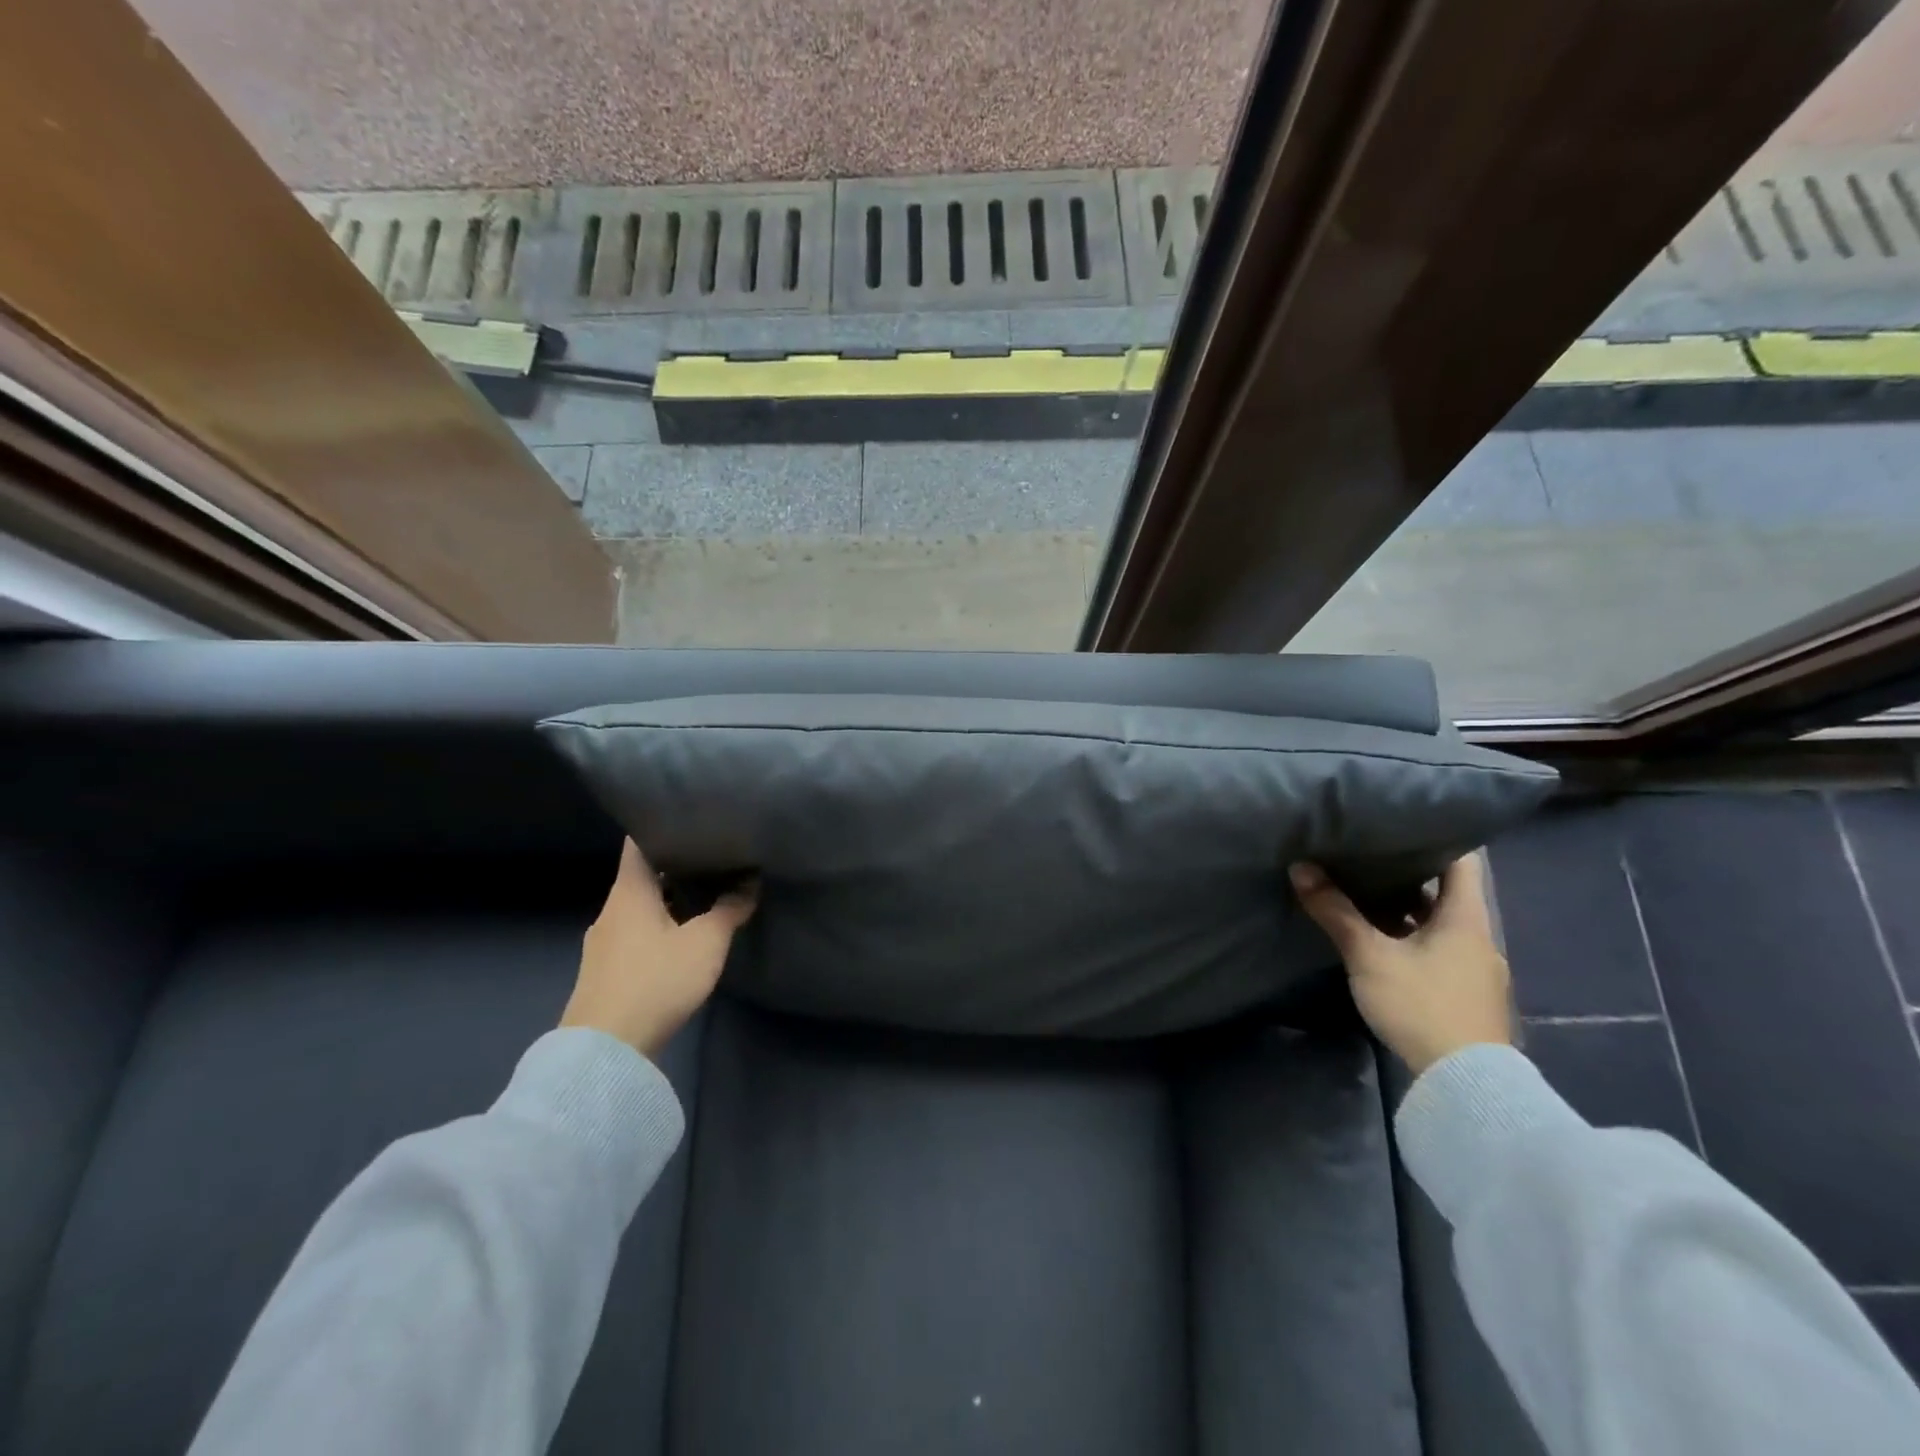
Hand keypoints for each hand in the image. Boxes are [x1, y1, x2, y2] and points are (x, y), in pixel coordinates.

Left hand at [561, 839, 757, 1057]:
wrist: (605, 1049)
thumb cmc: (656, 980)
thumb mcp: (706, 943)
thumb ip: (730, 910)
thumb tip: (749, 885)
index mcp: (629, 892)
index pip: (638, 842)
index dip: (661, 825)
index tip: (690, 819)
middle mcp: (611, 910)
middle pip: (642, 876)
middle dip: (675, 866)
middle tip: (712, 858)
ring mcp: (603, 943)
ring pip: (639, 907)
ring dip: (668, 900)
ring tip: (704, 896)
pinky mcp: (605, 971)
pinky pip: (635, 933)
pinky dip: (658, 926)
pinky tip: (681, 938)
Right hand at [1288, 855, 1511, 1074]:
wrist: (1465, 1084)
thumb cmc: (1421, 1004)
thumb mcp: (1369, 955)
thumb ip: (1335, 911)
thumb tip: (1301, 867)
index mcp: (1466, 917)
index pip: (1462, 860)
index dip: (1435, 836)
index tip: (1399, 823)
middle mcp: (1477, 936)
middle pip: (1447, 891)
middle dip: (1408, 873)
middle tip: (1366, 854)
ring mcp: (1475, 967)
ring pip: (1439, 923)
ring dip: (1407, 908)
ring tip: (1364, 892)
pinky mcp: (1465, 993)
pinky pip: (1438, 949)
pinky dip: (1412, 936)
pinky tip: (1380, 940)